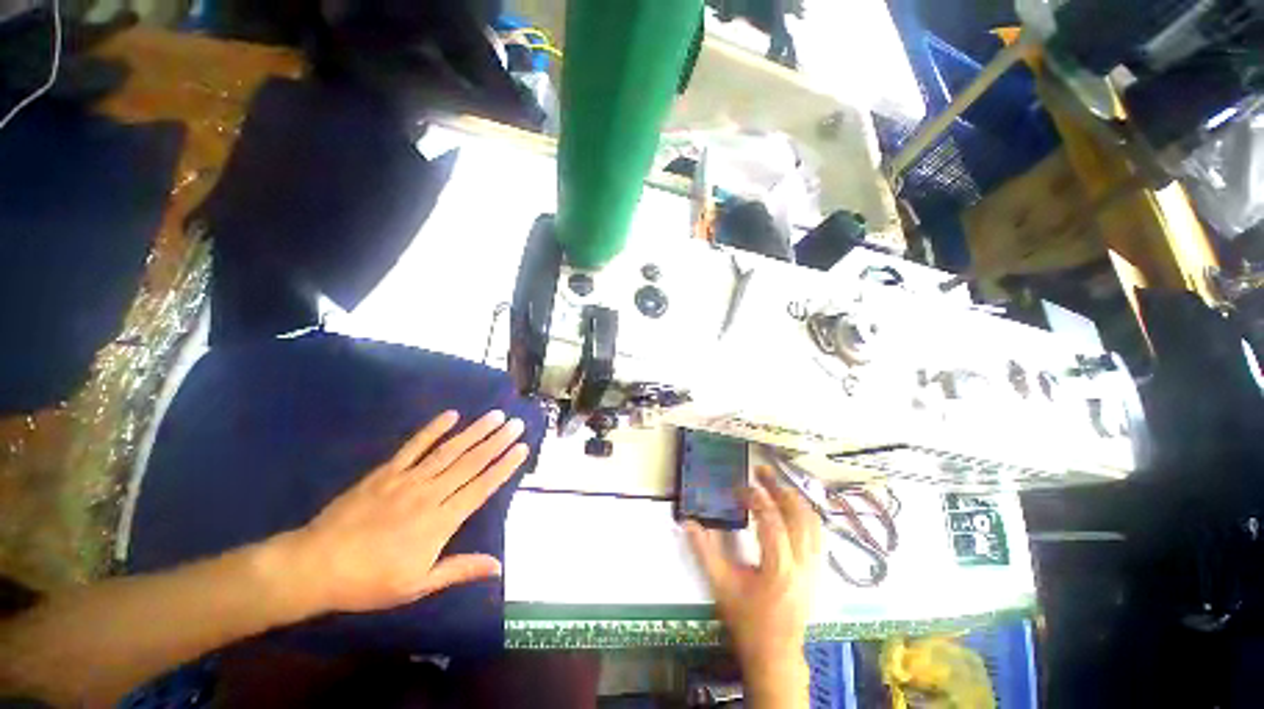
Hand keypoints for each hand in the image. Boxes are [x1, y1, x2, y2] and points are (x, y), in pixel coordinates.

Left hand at [270, 410, 529, 615]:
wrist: (316, 566)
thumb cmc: (370, 581)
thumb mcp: (418, 585)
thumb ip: (459, 569)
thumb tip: (497, 565)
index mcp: (441, 521)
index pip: (482, 487)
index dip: (504, 466)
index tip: (522, 448)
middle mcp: (430, 494)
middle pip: (471, 463)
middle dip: (497, 441)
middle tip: (516, 423)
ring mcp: (408, 479)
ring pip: (450, 450)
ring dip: (475, 431)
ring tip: (495, 416)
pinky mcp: (386, 472)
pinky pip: (414, 446)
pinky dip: (433, 429)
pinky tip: (451, 415)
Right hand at [685, 468, 820, 697]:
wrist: (776, 652)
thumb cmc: (747, 619)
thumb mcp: (721, 585)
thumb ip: (704, 551)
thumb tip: (687, 522)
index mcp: (779, 569)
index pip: (772, 523)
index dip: (757, 499)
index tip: (740, 488)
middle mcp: (803, 564)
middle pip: (798, 516)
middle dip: (780, 488)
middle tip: (762, 471)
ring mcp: (815, 567)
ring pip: (813, 523)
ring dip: (795, 498)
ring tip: (777, 484)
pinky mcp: (818, 570)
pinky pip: (818, 534)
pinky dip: (805, 513)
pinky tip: (792, 506)